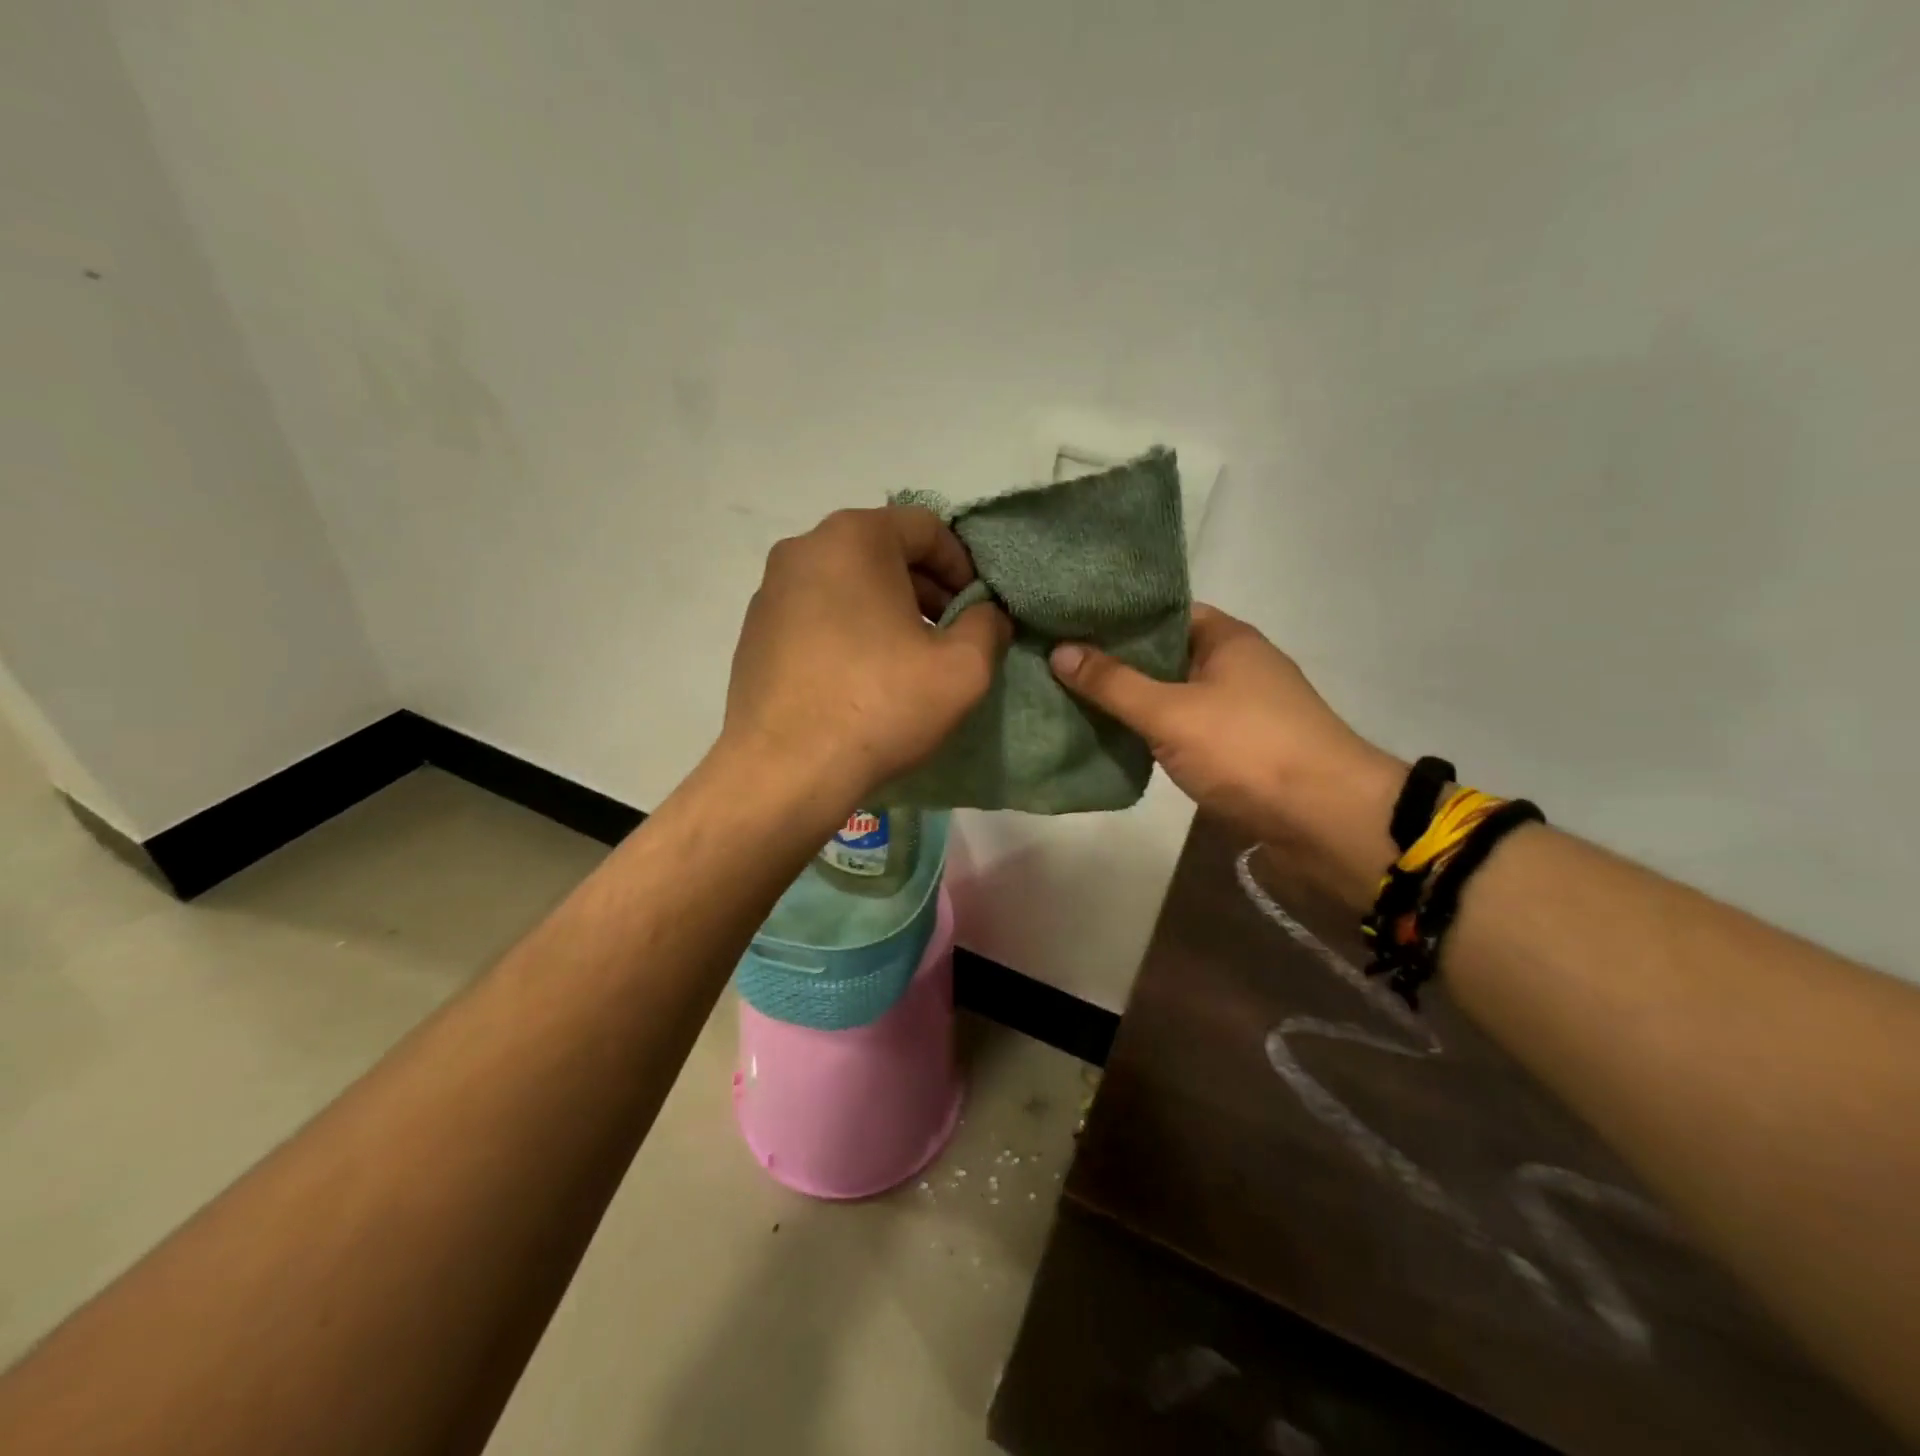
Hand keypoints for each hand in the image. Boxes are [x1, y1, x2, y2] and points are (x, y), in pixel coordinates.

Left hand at [721, 507, 1011, 811]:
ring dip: (888, 610)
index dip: (964, 566)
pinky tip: (862, 679)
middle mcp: (804, 549)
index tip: (977, 610)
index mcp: (854, 538)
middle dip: (926, 589)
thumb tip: (987, 614)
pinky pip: (817, 613)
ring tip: (908, 660)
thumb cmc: (879, 707)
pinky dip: (849, 630)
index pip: (927, 528)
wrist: (784, 771)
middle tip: (949, 635)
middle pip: (884, 552)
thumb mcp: (963, 668)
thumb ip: (988, 625)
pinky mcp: (755, 631)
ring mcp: (771, 590)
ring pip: (849, 583)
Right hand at [1050, 604, 1405, 910]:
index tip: (1068, 623)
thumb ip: (1114, 683)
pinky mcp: (1237, 749)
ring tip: (1070, 697)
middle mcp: (1234, 665)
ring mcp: (1238, 709)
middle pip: (1163, 654)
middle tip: (1057, 662)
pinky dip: (1151, 732)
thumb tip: (1059, 651)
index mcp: (1226, 638)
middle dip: (1115, 662)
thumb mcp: (1172, 712)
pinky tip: (1111, 737)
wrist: (1325, 820)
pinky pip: (1182, 729)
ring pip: (1171, 695)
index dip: (1116, 616)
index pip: (1162, 611)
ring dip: (1131, 701)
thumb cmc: (1248, 749)